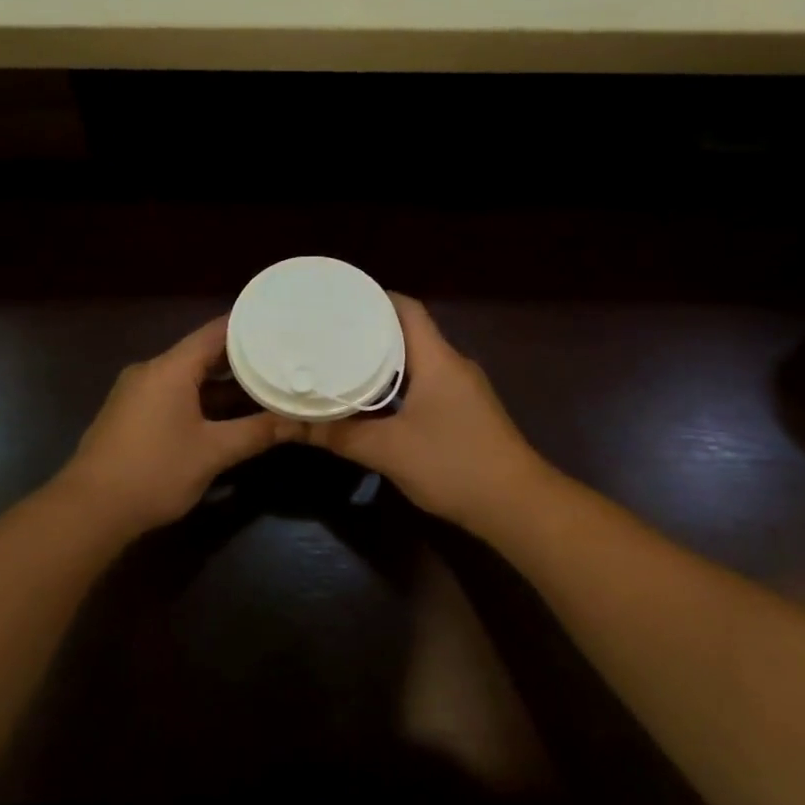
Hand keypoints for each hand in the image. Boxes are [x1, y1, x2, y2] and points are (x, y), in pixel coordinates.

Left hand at [59, 316, 304, 536]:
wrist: (89, 510)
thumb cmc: (154, 472)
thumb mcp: (213, 452)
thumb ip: (256, 433)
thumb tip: (298, 423)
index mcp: (170, 368)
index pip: (216, 332)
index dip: (249, 327)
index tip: (281, 326)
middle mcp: (152, 371)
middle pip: (203, 354)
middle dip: (242, 359)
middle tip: (282, 359)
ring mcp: (138, 393)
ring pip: (189, 378)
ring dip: (224, 385)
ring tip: (265, 386)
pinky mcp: (131, 415)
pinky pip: (174, 395)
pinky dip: (203, 400)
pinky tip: (229, 415)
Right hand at [308, 295, 548, 531]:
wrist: (516, 505)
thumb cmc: (454, 465)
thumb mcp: (388, 450)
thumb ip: (337, 434)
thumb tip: (287, 425)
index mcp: (437, 359)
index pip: (406, 309)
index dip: (373, 298)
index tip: (336, 301)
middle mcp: (452, 365)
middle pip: (408, 333)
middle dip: (368, 330)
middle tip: (326, 333)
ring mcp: (462, 390)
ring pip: (416, 361)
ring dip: (382, 361)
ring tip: (340, 362)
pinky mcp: (464, 413)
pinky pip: (425, 384)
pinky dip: (397, 385)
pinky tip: (371, 402)